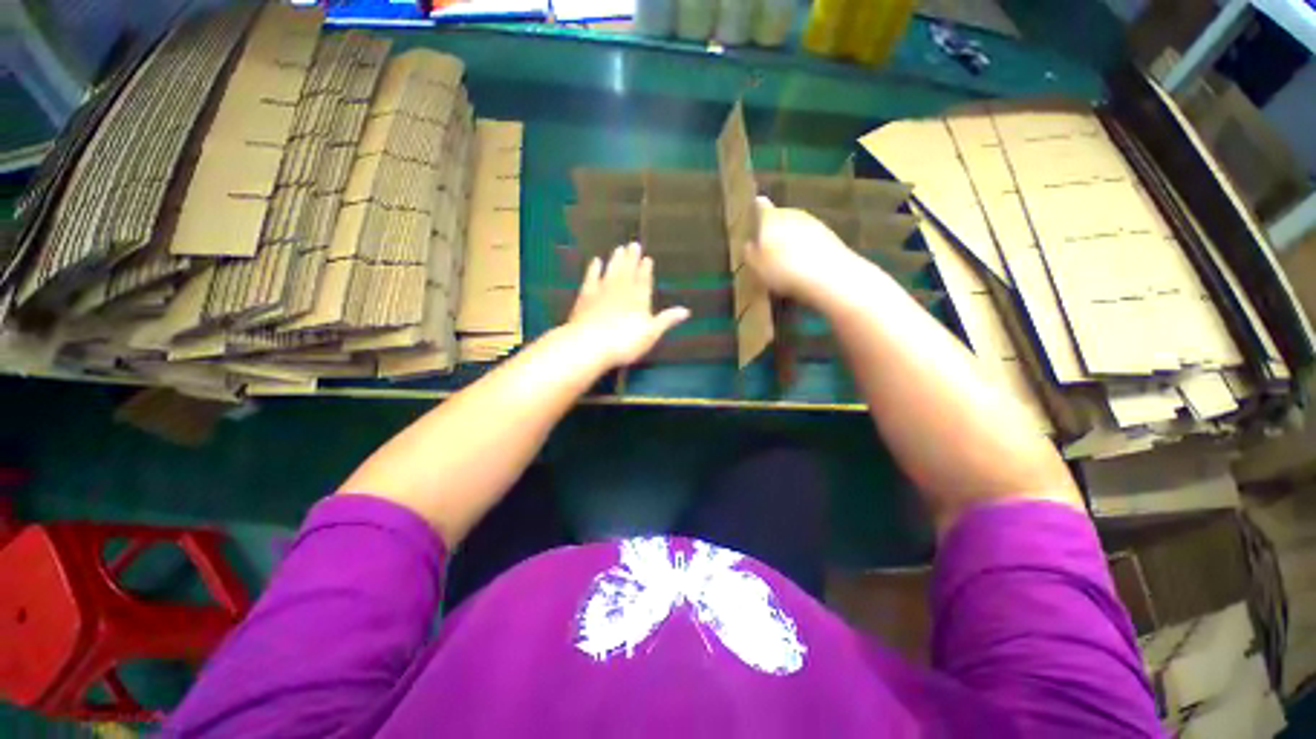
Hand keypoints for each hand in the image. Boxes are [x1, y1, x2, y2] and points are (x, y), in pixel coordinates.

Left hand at [567, 242, 689, 367]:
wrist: (589, 344)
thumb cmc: (625, 342)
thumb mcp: (651, 333)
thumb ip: (666, 320)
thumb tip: (686, 310)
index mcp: (639, 299)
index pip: (644, 280)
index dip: (646, 270)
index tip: (647, 258)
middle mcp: (621, 290)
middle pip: (628, 271)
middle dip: (632, 258)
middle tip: (633, 244)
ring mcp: (602, 291)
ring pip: (611, 271)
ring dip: (616, 260)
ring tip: (619, 248)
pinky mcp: (585, 296)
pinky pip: (591, 278)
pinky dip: (594, 269)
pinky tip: (596, 261)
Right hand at [744, 196, 869, 304]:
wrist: (828, 277)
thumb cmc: (783, 270)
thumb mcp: (756, 267)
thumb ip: (750, 253)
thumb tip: (749, 244)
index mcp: (771, 218)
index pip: (761, 206)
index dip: (757, 208)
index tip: (754, 210)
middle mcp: (792, 214)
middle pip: (779, 217)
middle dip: (774, 229)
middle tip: (767, 247)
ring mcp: (813, 223)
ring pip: (796, 228)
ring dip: (790, 240)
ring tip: (785, 260)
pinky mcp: (830, 236)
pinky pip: (810, 240)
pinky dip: (805, 248)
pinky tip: (803, 266)